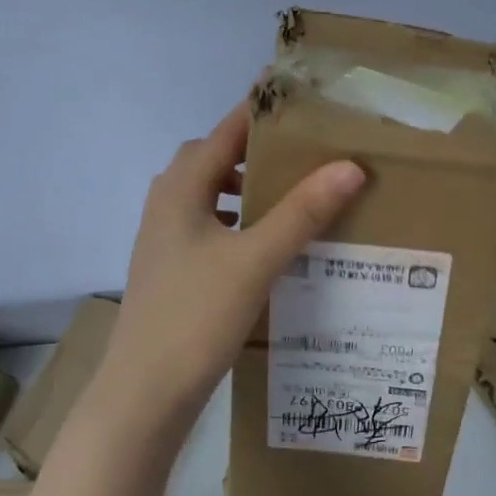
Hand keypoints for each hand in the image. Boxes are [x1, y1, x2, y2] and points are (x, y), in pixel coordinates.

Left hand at [96, 102, 366, 424]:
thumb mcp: (257, 259)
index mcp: (180, 189)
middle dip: (252, 150)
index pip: (224, 131)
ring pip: (206, 194)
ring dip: (243, 187)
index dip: (261, 113)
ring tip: (288, 195)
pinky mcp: (169, 269)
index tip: (303, 102)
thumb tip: (351, 165)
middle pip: (210, 158)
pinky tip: (263, 245)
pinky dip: (235, 221)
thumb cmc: (197, 316)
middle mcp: (166, 204)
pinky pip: (206, 226)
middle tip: (301, 152)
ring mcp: (163, 239)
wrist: (144, 393)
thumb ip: (302, 212)